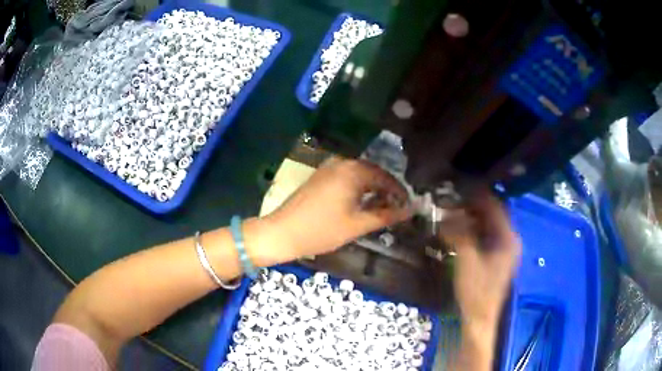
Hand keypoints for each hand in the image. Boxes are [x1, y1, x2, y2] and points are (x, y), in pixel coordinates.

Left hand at [266, 158, 410, 259]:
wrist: (282, 232)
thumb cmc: (322, 230)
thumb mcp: (358, 225)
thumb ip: (387, 215)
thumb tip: (411, 210)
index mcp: (353, 171)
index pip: (385, 177)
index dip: (399, 192)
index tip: (407, 207)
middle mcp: (342, 163)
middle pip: (373, 173)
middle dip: (386, 190)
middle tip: (395, 209)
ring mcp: (329, 167)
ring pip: (359, 175)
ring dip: (372, 189)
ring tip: (380, 208)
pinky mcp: (320, 175)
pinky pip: (346, 177)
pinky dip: (357, 188)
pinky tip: (360, 203)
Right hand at [440, 191, 520, 335]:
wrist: (479, 317)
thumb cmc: (476, 290)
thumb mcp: (466, 259)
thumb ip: (458, 234)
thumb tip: (444, 215)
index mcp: (508, 238)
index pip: (495, 206)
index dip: (478, 195)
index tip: (459, 188)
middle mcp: (509, 240)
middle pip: (492, 215)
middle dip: (471, 207)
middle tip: (451, 201)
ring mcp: (503, 250)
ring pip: (487, 225)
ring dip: (470, 219)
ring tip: (451, 213)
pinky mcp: (495, 258)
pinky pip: (484, 236)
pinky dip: (471, 231)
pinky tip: (457, 230)